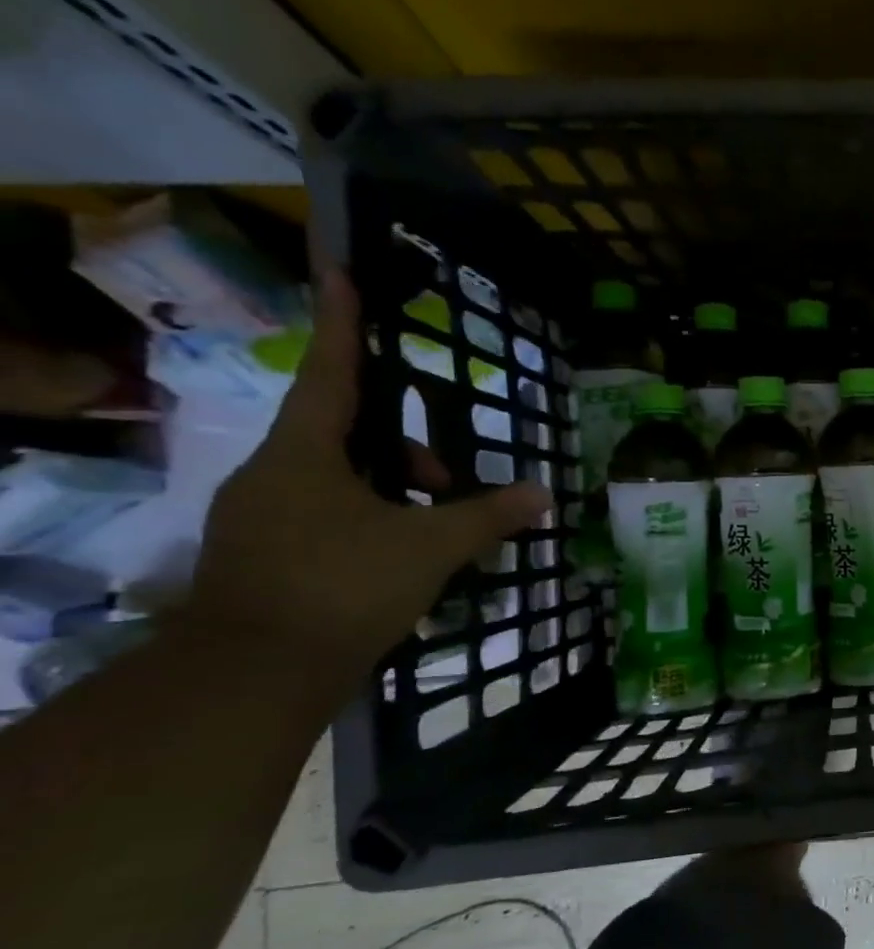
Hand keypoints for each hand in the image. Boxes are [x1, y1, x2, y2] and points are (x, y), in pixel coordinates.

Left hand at [185, 265, 550, 684]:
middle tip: (453, 481)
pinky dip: (373, 519)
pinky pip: (328, 513)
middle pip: (347, 434)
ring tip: (439, 530)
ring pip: (341, 479)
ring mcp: (262, 516)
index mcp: (304, 455)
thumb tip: (545, 494)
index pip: (330, 373)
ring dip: (396, 490)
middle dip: (408, 449)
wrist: (253, 676)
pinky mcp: (265, 554)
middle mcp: (273, 474)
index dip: (340, 323)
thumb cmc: (343, 587)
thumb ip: (489, 516)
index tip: (340, 272)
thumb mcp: (431, 547)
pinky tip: (405, 556)